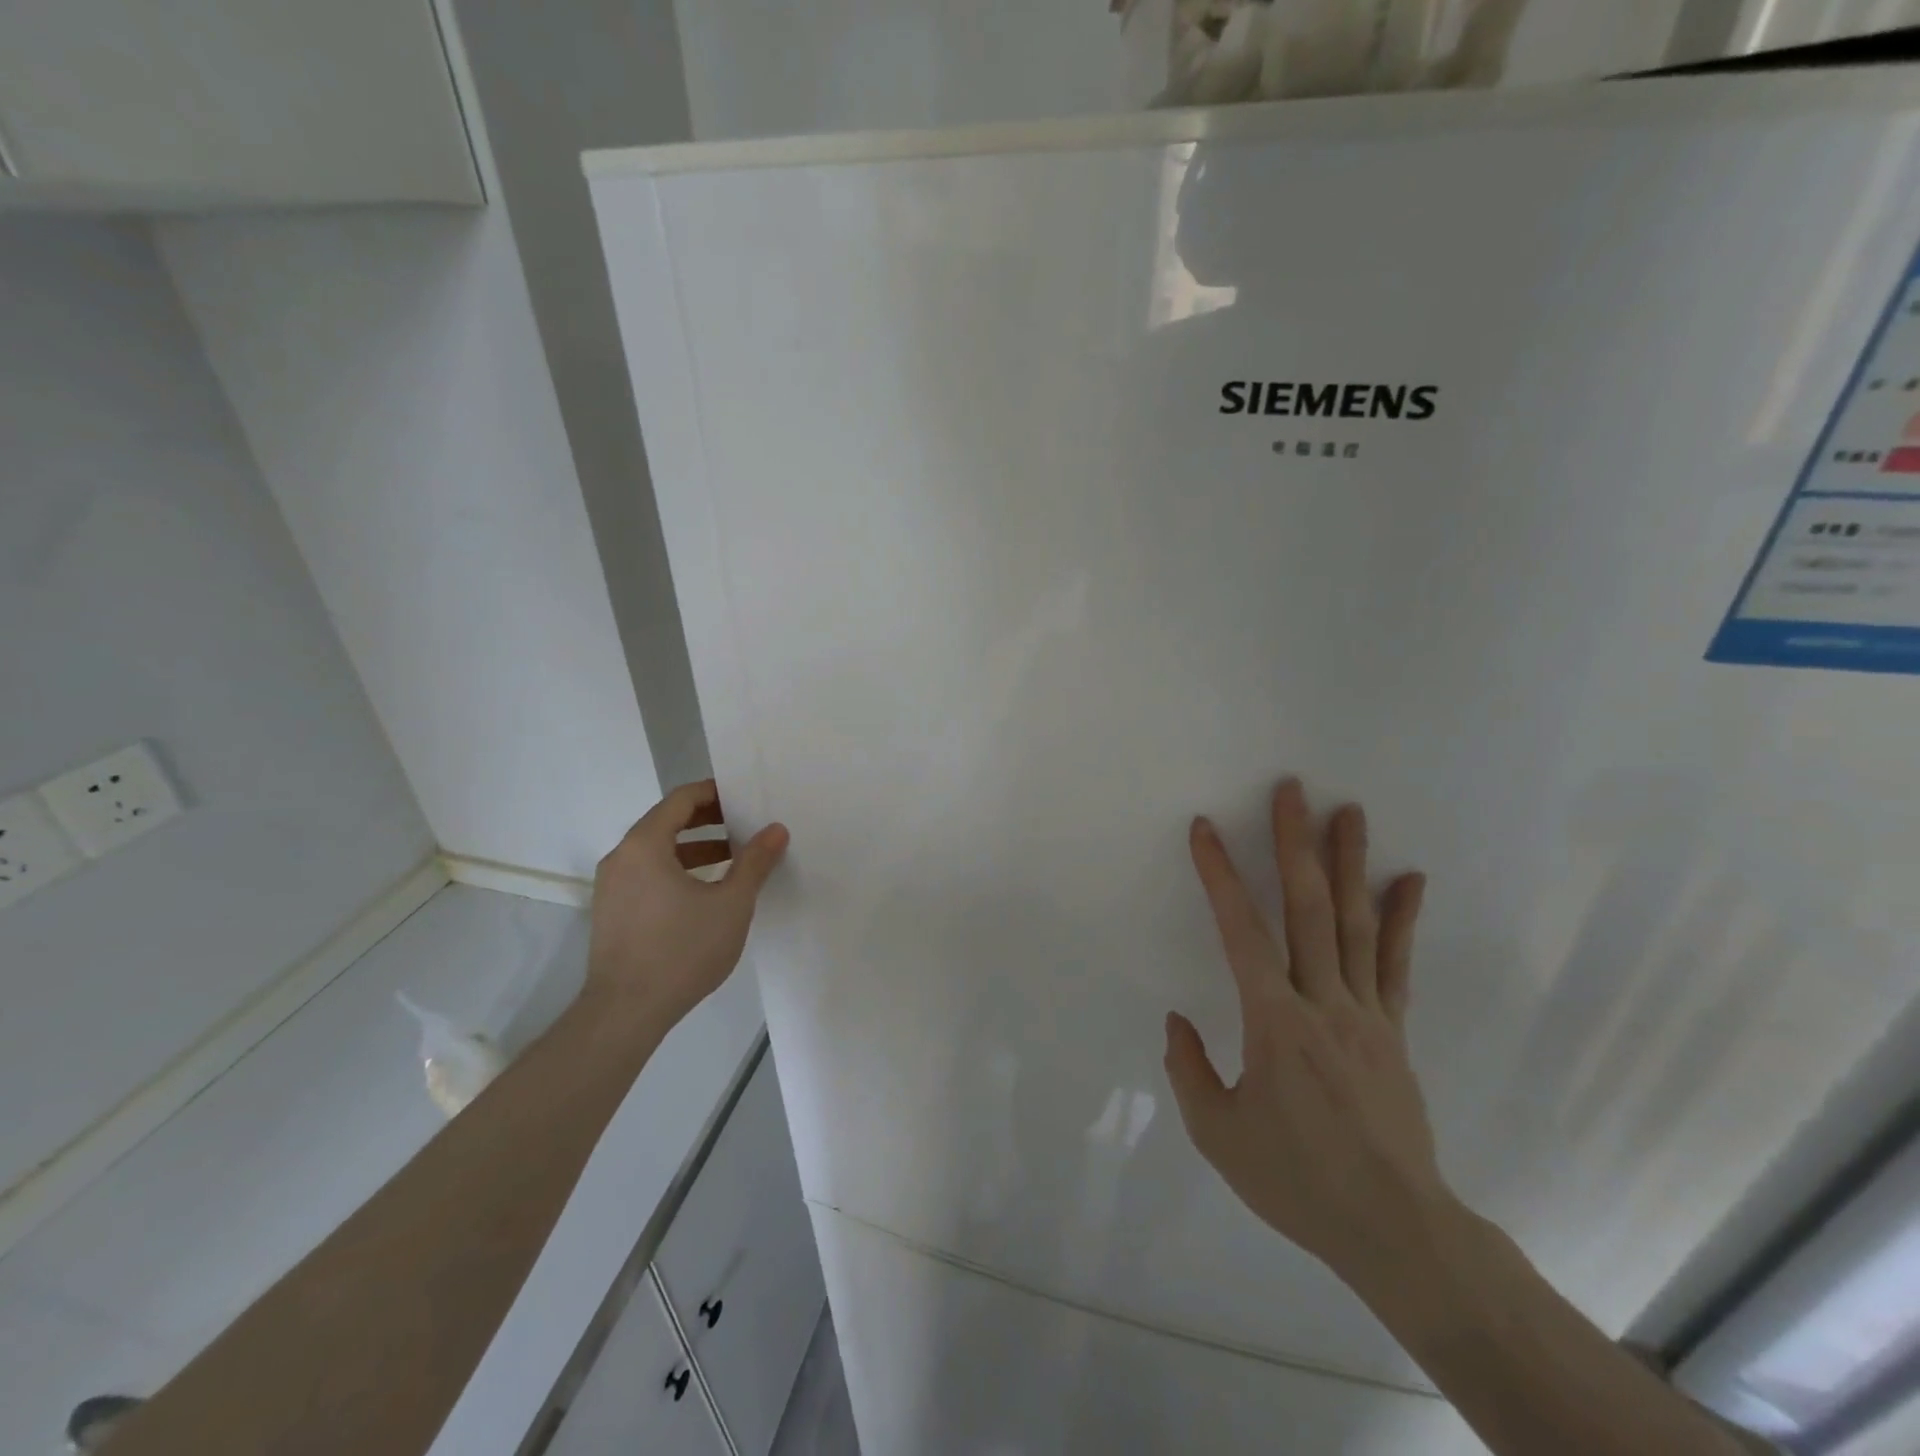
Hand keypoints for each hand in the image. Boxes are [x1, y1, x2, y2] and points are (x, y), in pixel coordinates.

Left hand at [585, 780, 789, 1030]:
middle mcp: (622, 857)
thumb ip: (755, 862)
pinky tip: (705, 891)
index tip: (744, 796)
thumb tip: (776, 830)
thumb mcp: (731, 903)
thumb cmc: (681, 950)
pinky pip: (647, 874)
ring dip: (695, 847)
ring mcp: (612, 886)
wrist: (625, 1013)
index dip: (714, 793)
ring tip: (732, 857)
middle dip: (708, 819)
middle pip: (666, 821)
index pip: (680, 799)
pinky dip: (677, 869)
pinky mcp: (612, 912)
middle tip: (744, 823)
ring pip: (656, 850)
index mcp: (645, 845)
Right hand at [1164, 778, 1452, 1282]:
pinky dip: (1401, 919)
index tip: (1206, 828)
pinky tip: (1408, 880)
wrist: (1396, 1231)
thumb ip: (1189, 1070)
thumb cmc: (1297, 1180)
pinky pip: (1395, 966)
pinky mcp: (1393, 1031)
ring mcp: (1366, 1014)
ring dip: (1349, 863)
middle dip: (1295, 845)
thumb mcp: (1218, 1134)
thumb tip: (1178, 1022)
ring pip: (1355, 925)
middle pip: (1308, 910)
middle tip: (1292, 790)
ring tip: (1348, 812)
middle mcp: (1323, 1003)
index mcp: (1274, 1023)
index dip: (1220, 876)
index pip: (1241, 933)